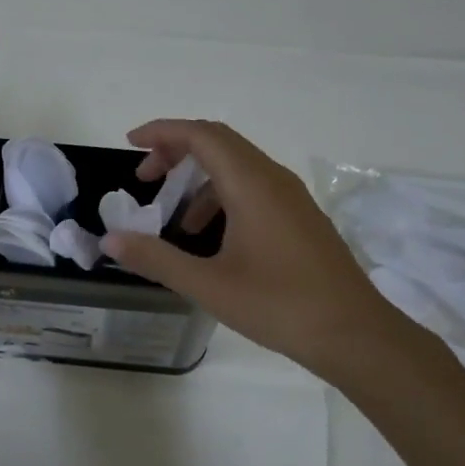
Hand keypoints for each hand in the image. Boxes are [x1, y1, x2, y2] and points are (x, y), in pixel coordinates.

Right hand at [100, 120, 392, 380]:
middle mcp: (274, 180)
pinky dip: (223, 198)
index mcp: (251, 185)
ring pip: (238, 167)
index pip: (202, 135)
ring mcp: (292, 198)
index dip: (162, 132)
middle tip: (145, 179)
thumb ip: (155, 259)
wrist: (353, 334)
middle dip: (177, 152)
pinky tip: (213, 239)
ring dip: (200, 180)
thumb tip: (111, 239)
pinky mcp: (301, 218)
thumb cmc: (278, 305)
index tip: (130, 144)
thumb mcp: (208, 285)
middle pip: (220, 143)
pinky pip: (255, 189)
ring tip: (175, 220)